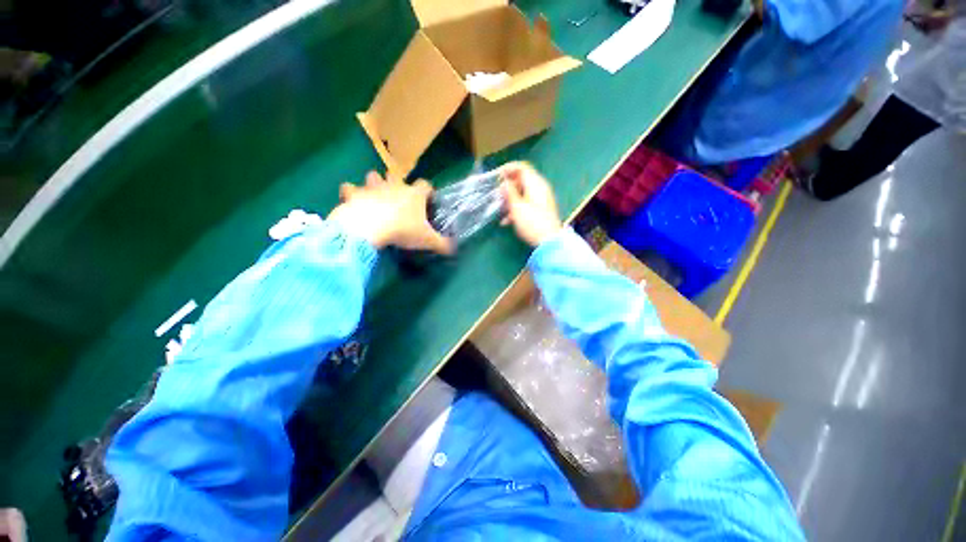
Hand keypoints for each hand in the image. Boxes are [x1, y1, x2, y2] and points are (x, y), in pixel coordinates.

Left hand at [328, 171, 453, 253]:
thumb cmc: (402, 231)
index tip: (428, 201)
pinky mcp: (353, 194)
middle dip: (397, 184)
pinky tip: (352, 201)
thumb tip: (454, 249)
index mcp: (414, 194)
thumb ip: (443, 244)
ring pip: (373, 176)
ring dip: (374, 183)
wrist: (369, 228)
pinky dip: (350, 194)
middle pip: (397, 176)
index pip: (426, 185)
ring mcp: (372, 188)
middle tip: (398, 199)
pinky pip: (349, 188)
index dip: (428, 192)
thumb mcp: (427, 241)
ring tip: (375, 195)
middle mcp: (394, 186)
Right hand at [500, 162, 562, 246]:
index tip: (497, 176)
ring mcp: (542, 199)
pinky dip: (517, 208)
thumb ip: (509, 193)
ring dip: (511, 200)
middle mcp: (540, 188)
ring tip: (501, 210)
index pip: (522, 167)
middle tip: (497, 194)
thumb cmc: (532, 223)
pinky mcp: (541, 210)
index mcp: (536, 184)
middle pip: (522, 180)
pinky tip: (507, 221)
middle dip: (508, 187)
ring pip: (523, 193)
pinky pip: (527, 203)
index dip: (508, 169)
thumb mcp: (517, 207)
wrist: (549, 242)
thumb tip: (504, 183)